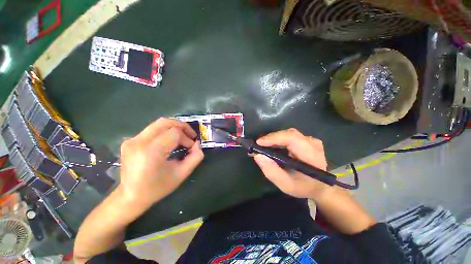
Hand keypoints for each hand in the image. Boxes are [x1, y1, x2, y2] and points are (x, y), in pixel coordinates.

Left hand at [118, 118, 203, 206]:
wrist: (132, 195)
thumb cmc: (156, 189)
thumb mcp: (178, 176)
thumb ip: (193, 159)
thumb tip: (197, 145)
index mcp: (151, 151)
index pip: (174, 133)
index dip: (186, 137)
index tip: (191, 146)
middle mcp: (139, 141)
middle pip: (163, 122)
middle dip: (179, 125)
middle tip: (189, 134)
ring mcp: (131, 140)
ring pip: (155, 126)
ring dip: (169, 129)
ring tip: (177, 139)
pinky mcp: (128, 141)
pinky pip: (146, 133)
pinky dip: (158, 135)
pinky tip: (161, 146)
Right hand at [253, 128, 330, 199]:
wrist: (322, 187)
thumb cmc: (305, 187)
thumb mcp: (287, 185)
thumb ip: (272, 172)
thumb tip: (258, 156)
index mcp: (311, 154)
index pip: (291, 138)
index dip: (274, 138)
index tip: (258, 143)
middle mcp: (313, 144)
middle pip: (290, 134)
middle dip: (273, 139)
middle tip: (259, 147)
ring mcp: (314, 141)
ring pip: (291, 134)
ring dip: (277, 140)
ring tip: (266, 148)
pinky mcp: (312, 141)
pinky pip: (294, 137)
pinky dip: (283, 141)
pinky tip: (277, 149)